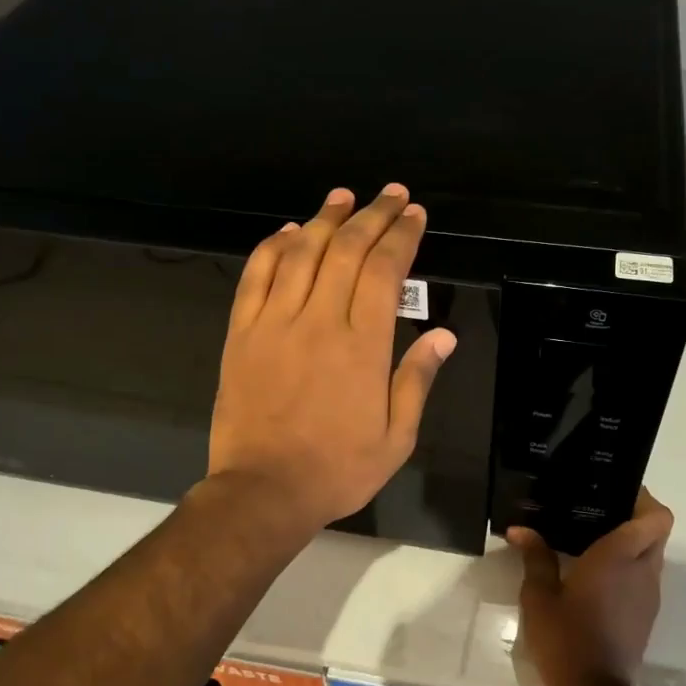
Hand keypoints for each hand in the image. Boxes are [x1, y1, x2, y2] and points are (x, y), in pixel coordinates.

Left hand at [209, 184, 455, 532]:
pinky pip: (256, 276)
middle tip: (390, 193)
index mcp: (364, 346)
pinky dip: (273, 247)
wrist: (263, 491)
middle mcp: (320, 321)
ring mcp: (275, 323)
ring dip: (324, 219)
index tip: (413, 214)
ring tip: (344, 197)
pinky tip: (288, 231)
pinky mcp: (241, 333)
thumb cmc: (338, 468)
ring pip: (301, 253)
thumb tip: (444, 335)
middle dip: (372, 215)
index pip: (385, 271)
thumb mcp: (397, 437)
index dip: (401, 235)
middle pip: (346, 250)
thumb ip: (417, 379)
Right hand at [508, 490, 673, 685]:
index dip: (644, 499)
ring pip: (652, 555)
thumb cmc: (566, 638)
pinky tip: (595, 575)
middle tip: (599, 513)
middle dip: (636, 517)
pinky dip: (628, 568)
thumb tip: (520, 529)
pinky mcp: (646, 615)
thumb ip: (535, 557)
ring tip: (592, 540)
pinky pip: (644, 577)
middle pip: (657, 531)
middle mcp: (643, 571)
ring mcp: (648, 595)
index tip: (615, 492)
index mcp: (620, 556)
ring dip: (631, 544)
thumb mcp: (539, 596)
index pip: (657, 517)